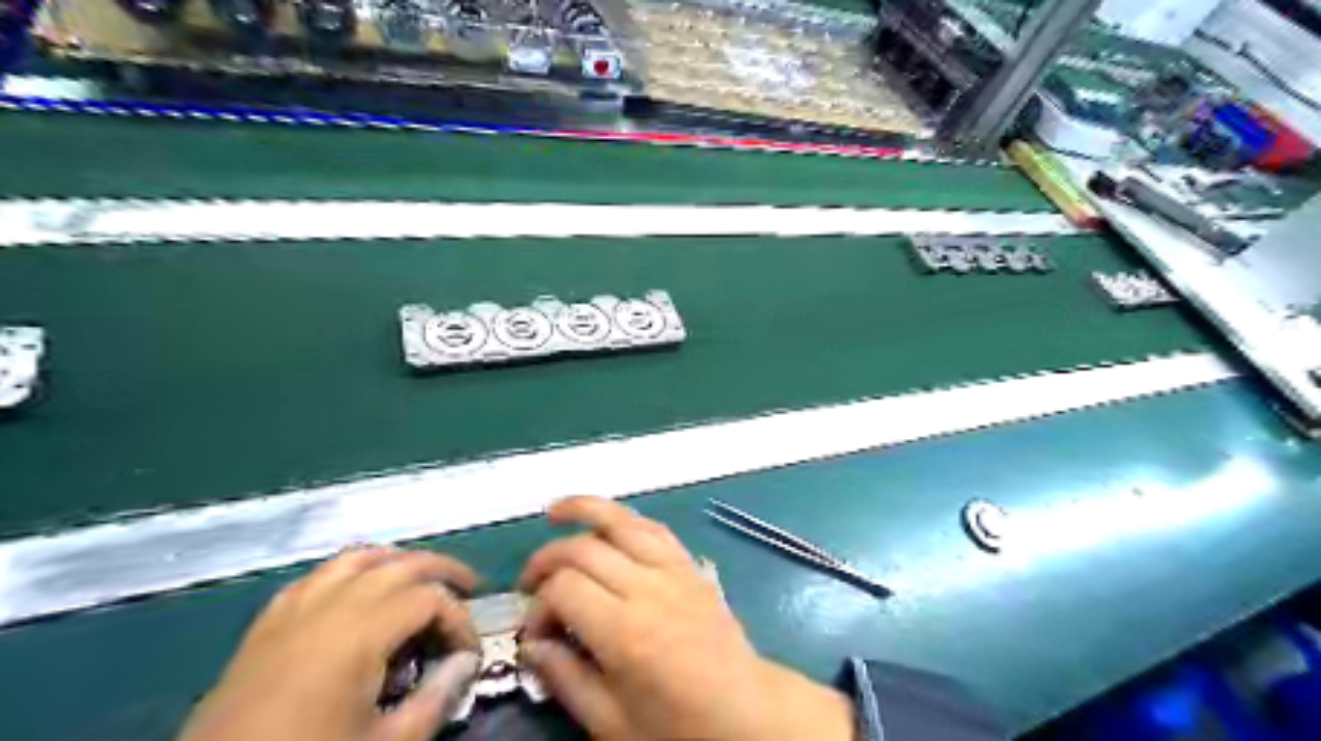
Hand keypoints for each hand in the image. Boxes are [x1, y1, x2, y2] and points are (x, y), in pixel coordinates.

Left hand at [177, 543, 482, 740]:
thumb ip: (435, 699)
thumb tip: (466, 663)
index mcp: (360, 631)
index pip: (430, 599)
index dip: (461, 620)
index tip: (471, 655)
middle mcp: (329, 605)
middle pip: (400, 564)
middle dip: (443, 572)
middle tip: (469, 589)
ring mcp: (293, 610)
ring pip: (357, 558)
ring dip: (397, 562)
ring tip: (420, 579)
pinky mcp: (265, 625)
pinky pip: (317, 577)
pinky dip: (350, 573)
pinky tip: (358, 593)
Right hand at [516, 495, 856, 740]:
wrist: (745, 711)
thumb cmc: (677, 727)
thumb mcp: (611, 722)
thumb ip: (565, 678)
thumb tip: (530, 644)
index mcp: (625, 632)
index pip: (563, 589)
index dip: (538, 605)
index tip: (535, 632)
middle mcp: (648, 588)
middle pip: (584, 549)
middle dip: (547, 559)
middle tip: (529, 583)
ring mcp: (673, 570)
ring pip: (621, 521)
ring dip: (585, 509)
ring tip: (554, 510)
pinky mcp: (690, 565)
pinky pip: (654, 528)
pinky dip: (626, 518)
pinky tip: (607, 521)